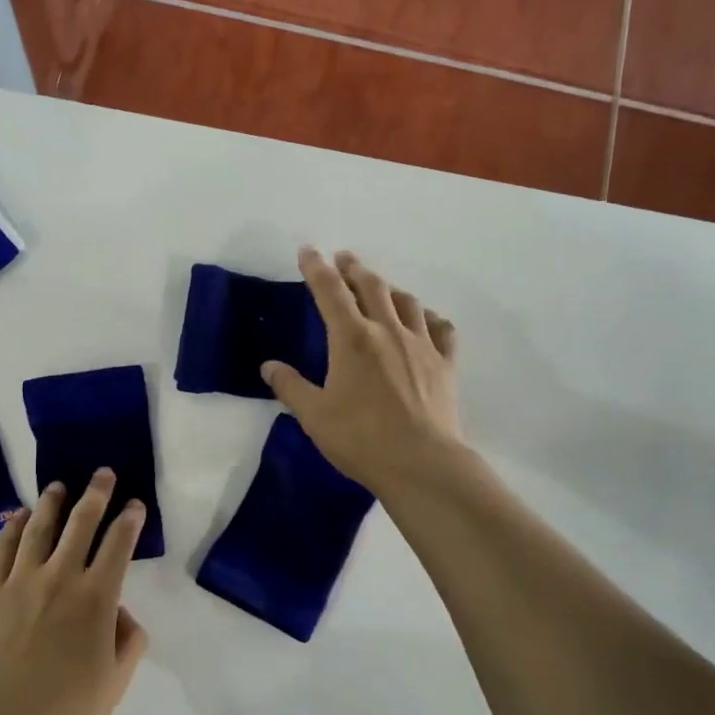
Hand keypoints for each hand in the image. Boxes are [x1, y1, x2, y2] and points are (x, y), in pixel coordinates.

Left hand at [0, 471, 148, 714]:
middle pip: (81, 523)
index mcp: (96, 599)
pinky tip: (18, 518)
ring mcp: (19, 582)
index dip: (130, 520)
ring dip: (52, 503)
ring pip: (39, 528)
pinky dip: (11, 528)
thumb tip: (120, 612)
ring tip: (58, 485)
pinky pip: (1, 549)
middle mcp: (60, 578)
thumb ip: (128, 641)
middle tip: (102, 473)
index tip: (135, 504)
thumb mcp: (115, 684)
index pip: (118, 545)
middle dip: (96, 494)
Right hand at [263, 247, 462, 494]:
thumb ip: (290, 386)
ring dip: (389, 288)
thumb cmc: (360, 438)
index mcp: (351, 338)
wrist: (421, 463)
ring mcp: (421, 345)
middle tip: (344, 258)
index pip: (329, 291)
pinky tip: (424, 319)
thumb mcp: (313, 415)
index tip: (308, 251)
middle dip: (354, 268)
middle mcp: (387, 331)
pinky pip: (440, 328)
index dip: (316, 268)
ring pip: (406, 302)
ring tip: (380, 286)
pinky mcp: (445, 364)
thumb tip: (269, 366)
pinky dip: (428, 317)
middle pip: (371, 286)